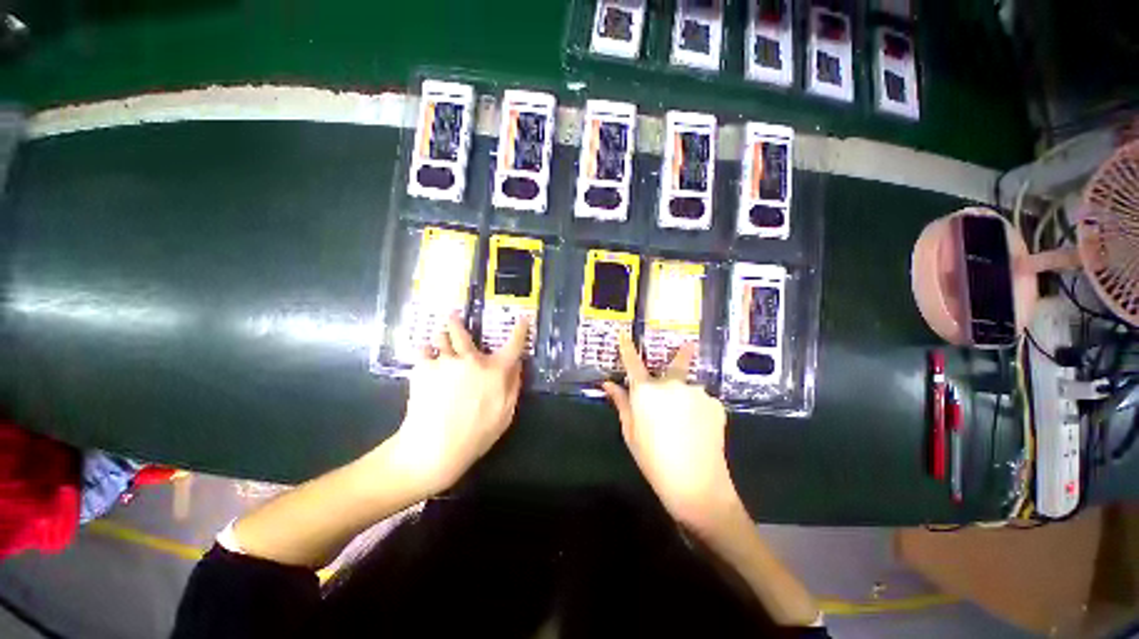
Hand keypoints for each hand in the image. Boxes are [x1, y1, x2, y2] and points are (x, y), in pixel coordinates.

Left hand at [385, 314, 529, 495]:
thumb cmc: (476, 434)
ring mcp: (446, 361)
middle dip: (457, 322)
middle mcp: (472, 359)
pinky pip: (423, 351)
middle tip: (452, 315)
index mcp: (495, 370)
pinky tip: (423, 356)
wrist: (434, 447)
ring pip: (441, 337)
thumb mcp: (506, 414)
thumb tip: (517, 365)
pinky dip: (424, 351)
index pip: (514, 344)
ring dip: (440, 335)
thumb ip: (513, 386)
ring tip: (437, 336)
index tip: (523, 318)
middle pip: (463, 332)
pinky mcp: (423, 369)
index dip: (521, 329)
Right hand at [603, 334, 739, 530]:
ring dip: (685, 397)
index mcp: (646, 391)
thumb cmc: (654, 460)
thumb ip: (621, 403)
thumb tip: (608, 384)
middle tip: (681, 388)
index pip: (632, 363)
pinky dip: (698, 409)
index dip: (627, 348)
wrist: (697, 485)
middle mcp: (672, 384)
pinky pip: (702, 399)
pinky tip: (698, 429)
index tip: (624, 333)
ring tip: (686, 425)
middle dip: (676, 364)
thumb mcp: (630, 432)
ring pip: (688, 387)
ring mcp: (696, 391)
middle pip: (672, 367)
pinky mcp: (715, 403)